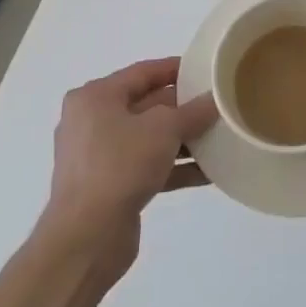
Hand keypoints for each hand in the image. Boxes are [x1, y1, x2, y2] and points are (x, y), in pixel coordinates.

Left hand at [45, 58, 217, 266]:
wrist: (86, 238)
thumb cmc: (120, 165)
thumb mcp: (164, 128)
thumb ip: (192, 111)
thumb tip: (214, 100)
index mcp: (95, 97)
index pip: (143, 72)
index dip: (176, 69)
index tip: (206, 70)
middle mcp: (92, 122)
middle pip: (146, 105)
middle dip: (183, 108)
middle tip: (218, 105)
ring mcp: (98, 157)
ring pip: (148, 138)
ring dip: (182, 140)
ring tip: (219, 138)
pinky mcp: (108, 187)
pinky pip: (146, 167)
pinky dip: (173, 167)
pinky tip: (207, 173)